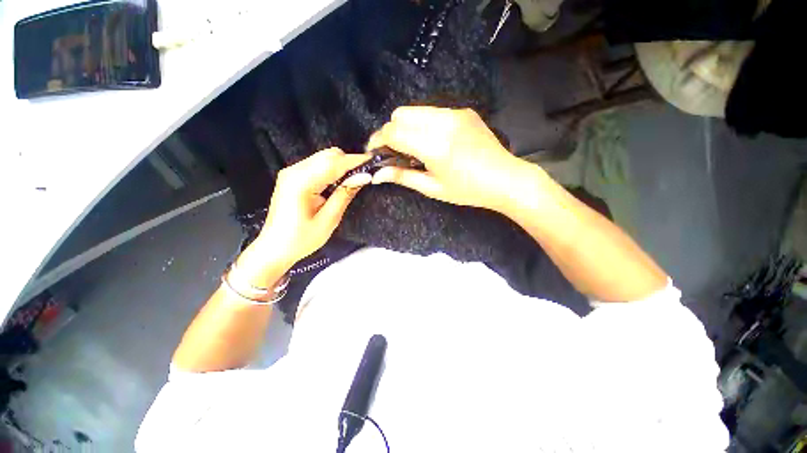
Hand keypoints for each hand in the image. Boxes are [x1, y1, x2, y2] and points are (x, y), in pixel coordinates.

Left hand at [242, 148, 371, 274]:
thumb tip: (364, 176)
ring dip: (342, 166)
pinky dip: (332, 170)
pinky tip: (339, 183)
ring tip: (355, 180)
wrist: (275, 248)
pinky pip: (318, 165)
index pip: (334, 163)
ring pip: (324, 158)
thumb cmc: (302, 239)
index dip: (356, 161)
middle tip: (365, 176)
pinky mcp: (293, 177)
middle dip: (349, 162)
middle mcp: (294, 171)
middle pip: (328, 155)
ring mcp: (292, 172)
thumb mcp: (329, 219)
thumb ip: (345, 194)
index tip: (374, 162)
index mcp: (301, 182)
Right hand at [367, 107, 528, 211]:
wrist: (505, 179)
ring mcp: (455, 113)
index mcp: (434, 146)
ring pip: (415, 110)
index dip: (378, 140)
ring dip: (406, 127)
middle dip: (391, 131)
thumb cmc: (468, 190)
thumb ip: (402, 177)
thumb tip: (376, 174)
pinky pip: (432, 112)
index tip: (374, 152)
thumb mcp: (433, 188)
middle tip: (395, 152)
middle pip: (400, 114)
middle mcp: (443, 122)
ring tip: (414, 148)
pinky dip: (423, 124)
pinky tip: (432, 141)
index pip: (393, 132)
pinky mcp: (463, 111)